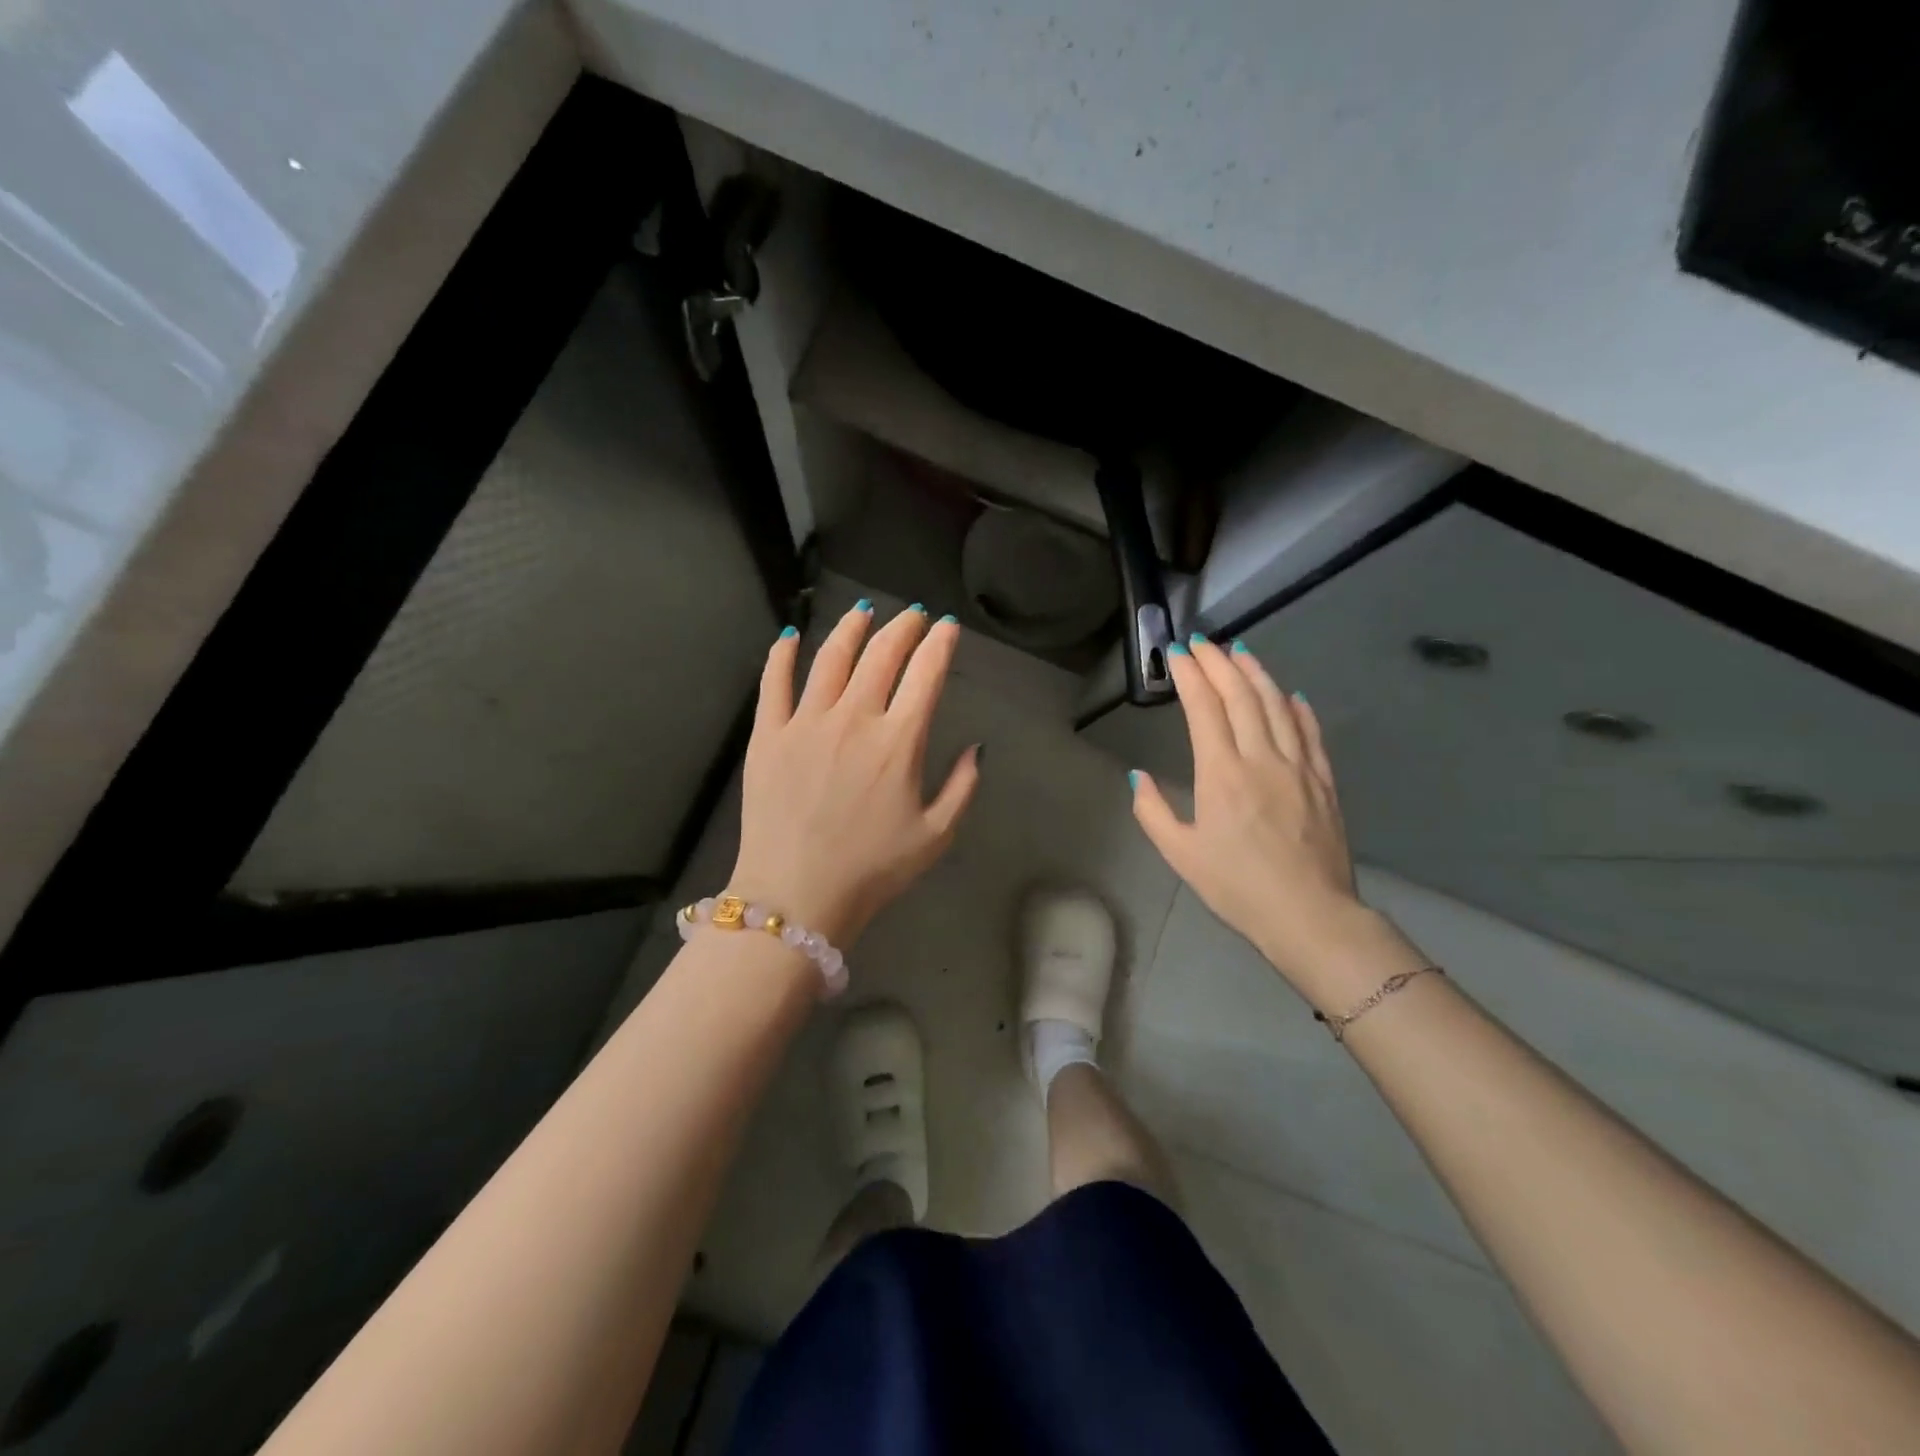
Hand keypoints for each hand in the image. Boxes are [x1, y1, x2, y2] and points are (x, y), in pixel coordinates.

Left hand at [728, 603, 980, 945]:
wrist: (796, 896)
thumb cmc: (872, 870)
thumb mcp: (935, 835)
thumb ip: (962, 787)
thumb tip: (975, 748)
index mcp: (898, 741)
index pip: (926, 675)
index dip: (939, 644)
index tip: (946, 628)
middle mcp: (854, 719)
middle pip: (881, 656)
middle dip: (901, 628)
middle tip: (911, 616)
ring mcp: (806, 723)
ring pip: (830, 658)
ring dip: (851, 628)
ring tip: (862, 611)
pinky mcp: (768, 735)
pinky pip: (774, 683)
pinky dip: (782, 655)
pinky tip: (790, 636)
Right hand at [1129, 637, 1402, 1001]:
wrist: (1309, 914)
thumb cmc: (1236, 886)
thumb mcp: (1180, 854)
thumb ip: (1153, 812)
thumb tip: (1139, 777)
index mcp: (1222, 773)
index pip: (1204, 708)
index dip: (1190, 675)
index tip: (1177, 653)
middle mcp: (1261, 758)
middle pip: (1241, 695)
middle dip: (1218, 662)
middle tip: (1202, 642)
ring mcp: (1298, 766)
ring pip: (1277, 704)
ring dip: (1256, 673)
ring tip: (1240, 651)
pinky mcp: (1323, 780)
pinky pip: (1310, 732)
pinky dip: (1297, 707)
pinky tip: (1289, 695)